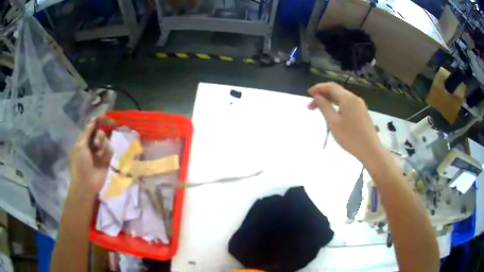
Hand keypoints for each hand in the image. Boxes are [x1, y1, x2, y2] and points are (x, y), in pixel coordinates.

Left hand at [69, 117, 112, 196]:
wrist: (86, 184)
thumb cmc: (80, 164)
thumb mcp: (80, 146)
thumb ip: (87, 132)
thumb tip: (93, 120)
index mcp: (83, 142)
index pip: (90, 129)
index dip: (95, 122)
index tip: (102, 117)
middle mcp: (91, 146)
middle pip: (99, 133)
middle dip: (99, 135)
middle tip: (97, 141)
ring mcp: (99, 153)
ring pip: (105, 141)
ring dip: (103, 143)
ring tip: (100, 151)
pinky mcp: (106, 160)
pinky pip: (110, 150)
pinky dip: (107, 151)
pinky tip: (104, 156)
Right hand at [308, 82, 383, 163]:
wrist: (370, 150)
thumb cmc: (350, 136)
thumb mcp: (333, 122)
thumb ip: (324, 106)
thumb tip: (317, 96)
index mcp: (347, 98)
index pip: (331, 86)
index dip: (319, 88)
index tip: (308, 94)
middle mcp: (354, 98)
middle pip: (336, 92)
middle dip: (323, 96)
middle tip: (311, 106)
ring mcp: (360, 106)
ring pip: (342, 99)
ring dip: (330, 102)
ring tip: (320, 110)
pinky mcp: (362, 113)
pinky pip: (347, 105)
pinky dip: (338, 106)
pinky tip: (333, 114)